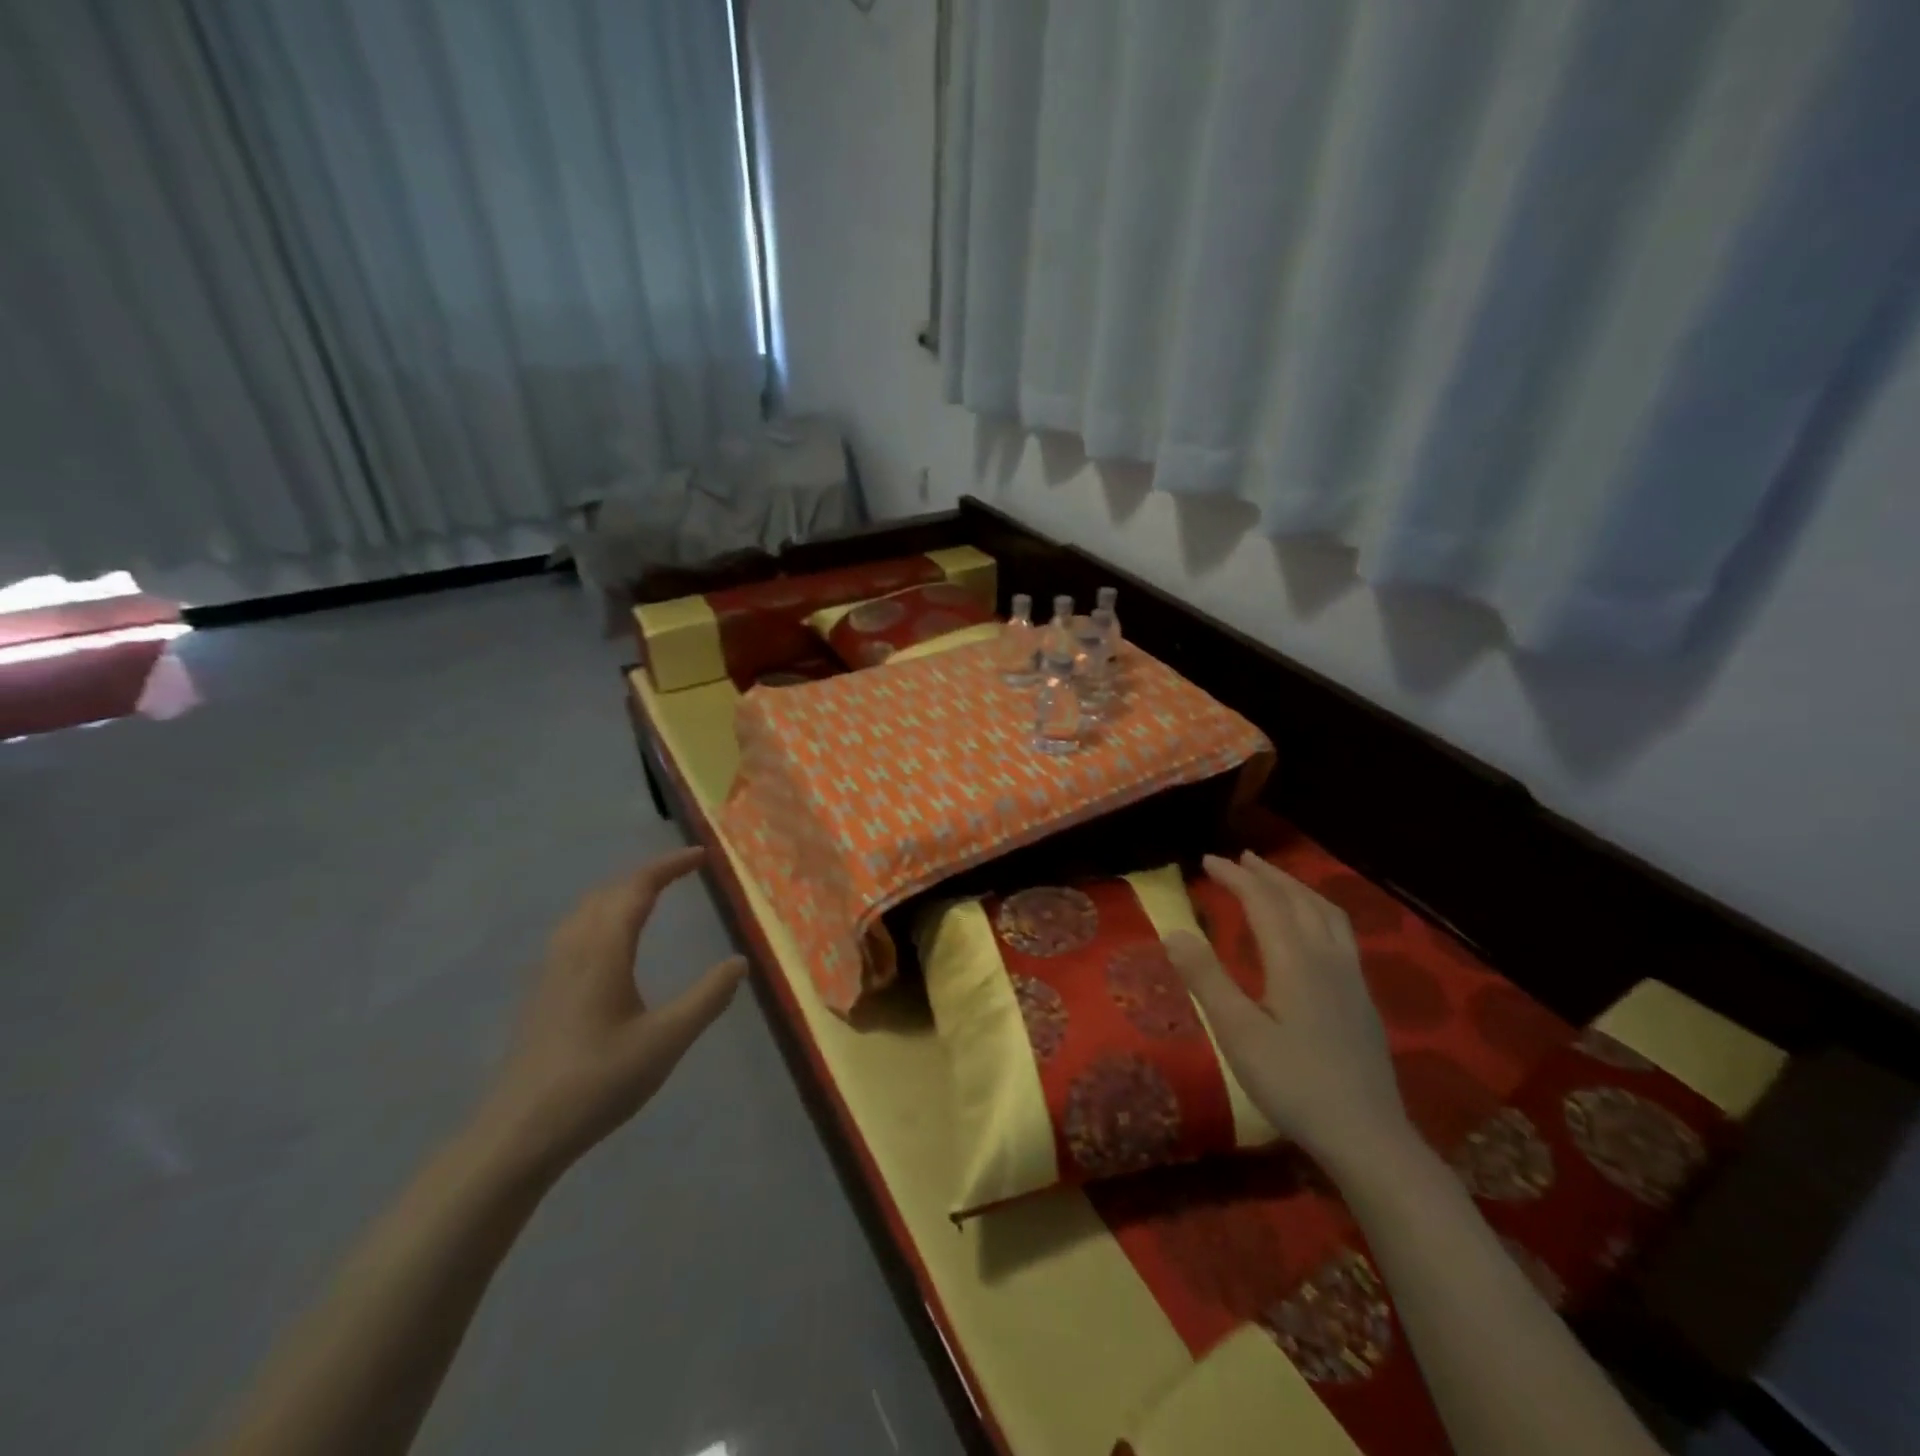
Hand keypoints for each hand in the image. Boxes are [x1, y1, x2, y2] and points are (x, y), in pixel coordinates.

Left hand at [473, 846, 747, 1177]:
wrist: (518, 1134)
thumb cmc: (598, 1082)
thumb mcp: (666, 1041)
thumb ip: (707, 997)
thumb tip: (739, 961)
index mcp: (603, 951)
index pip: (636, 889)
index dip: (668, 867)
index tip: (700, 855)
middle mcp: (572, 950)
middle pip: (607, 893)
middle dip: (645, 875)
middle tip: (681, 872)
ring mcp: (550, 972)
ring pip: (584, 911)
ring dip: (619, 893)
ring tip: (649, 897)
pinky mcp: (540, 994)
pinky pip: (573, 932)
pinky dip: (601, 916)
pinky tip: (609, 944)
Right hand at [1164, 852, 1411, 1167]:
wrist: (1368, 1137)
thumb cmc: (1294, 1084)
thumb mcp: (1237, 1033)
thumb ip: (1206, 978)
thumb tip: (1173, 931)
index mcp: (1295, 960)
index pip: (1263, 902)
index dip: (1235, 877)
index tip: (1206, 861)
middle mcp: (1327, 957)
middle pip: (1299, 899)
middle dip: (1267, 875)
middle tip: (1239, 859)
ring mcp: (1351, 978)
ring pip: (1326, 913)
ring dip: (1297, 888)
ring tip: (1274, 881)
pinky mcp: (1362, 998)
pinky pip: (1340, 932)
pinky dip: (1317, 911)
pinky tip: (1311, 930)